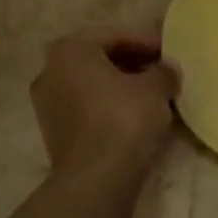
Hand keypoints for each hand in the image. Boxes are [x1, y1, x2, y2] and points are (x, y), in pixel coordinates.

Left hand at [32, 30, 180, 182]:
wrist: (95, 180)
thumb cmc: (123, 120)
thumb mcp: (155, 89)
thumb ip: (163, 71)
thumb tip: (167, 68)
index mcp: (70, 50)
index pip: (116, 37)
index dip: (147, 43)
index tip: (170, 53)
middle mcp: (50, 71)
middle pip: (100, 60)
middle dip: (133, 65)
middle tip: (162, 73)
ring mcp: (47, 105)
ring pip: (93, 86)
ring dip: (121, 88)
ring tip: (153, 97)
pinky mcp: (54, 133)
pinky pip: (87, 110)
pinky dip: (109, 108)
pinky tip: (135, 118)